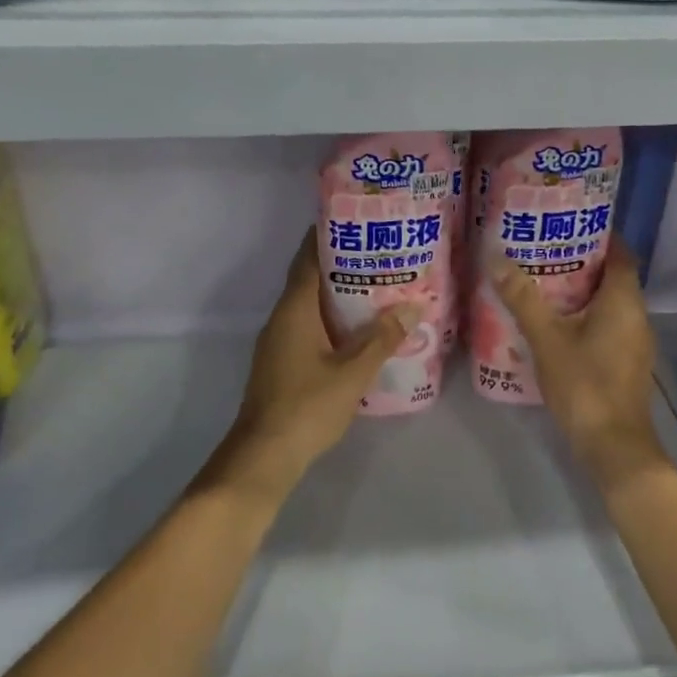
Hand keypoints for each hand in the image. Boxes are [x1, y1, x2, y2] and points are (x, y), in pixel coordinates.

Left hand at [215, 232, 416, 500]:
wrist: (263, 455)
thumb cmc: (307, 407)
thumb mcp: (352, 373)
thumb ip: (382, 339)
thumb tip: (412, 307)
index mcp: (295, 309)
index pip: (309, 258)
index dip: (328, 236)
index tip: (356, 221)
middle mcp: (282, 317)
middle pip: (310, 278)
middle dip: (341, 264)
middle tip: (379, 253)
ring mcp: (279, 340)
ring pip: (310, 304)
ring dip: (338, 293)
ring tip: (377, 285)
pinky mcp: (282, 361)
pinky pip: (308, 325)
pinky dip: (331, 318)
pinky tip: (358, 328)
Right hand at [491, 244, 666, 488]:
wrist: (613, 446)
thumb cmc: (584, 384)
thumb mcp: (547, 338)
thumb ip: (523, 298)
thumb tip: (496, 258)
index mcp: (624, 301)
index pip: (620, 253)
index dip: (599, 236)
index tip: (567, 225)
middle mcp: (637, 316)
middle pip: (614, 276)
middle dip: (583, 261)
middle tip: (545, 250)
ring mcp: (635, 341)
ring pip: (611, 302)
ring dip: (583, 290)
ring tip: (544, 280)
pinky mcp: (627, 362)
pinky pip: (609, 324)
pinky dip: (587, 314)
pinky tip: (557, 321)